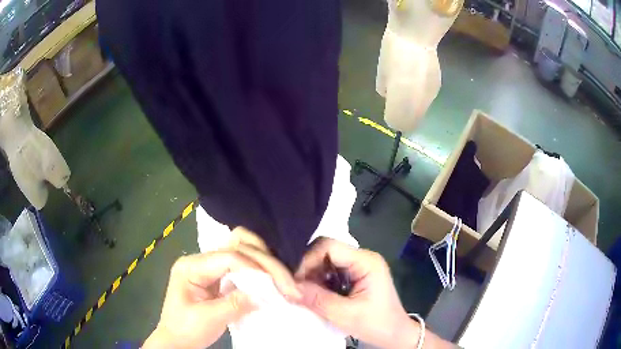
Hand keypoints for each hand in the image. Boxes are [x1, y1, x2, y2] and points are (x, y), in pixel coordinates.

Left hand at [144, 227, 300, 348]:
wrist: (176, 340)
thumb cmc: (186, 329)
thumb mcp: (209, 319)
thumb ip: (235, 304)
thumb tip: (266, 294)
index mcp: (191, 266)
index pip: (228, 257)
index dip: (255, 268)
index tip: (277, 286)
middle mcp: (200, 260)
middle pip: (237, 246)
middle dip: (265, 263)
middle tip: (288, 283)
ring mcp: (209, 267)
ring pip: (242, 251)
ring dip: (264, 263)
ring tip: (283, 280)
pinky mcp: (217, 277)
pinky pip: (242, 266)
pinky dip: (258, 271)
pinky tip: (271, 282)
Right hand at [295, 238, 421, 348]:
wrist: (395, 335)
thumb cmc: (376, 324)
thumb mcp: (345, 315)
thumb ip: (316, 299)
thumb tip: (287, 287)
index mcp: (366, 261)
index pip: (329, 247)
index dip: (307, 260)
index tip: (294, 280)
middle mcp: (362, 258)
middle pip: (326, 251)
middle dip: (308, 268)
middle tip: (295, 286)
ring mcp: (359, 267)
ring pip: (326, 262)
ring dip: (312, 276)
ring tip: (302, 292)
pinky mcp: (354, 277)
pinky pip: (331, 272)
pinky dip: (319, 282)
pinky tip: (313, 294)